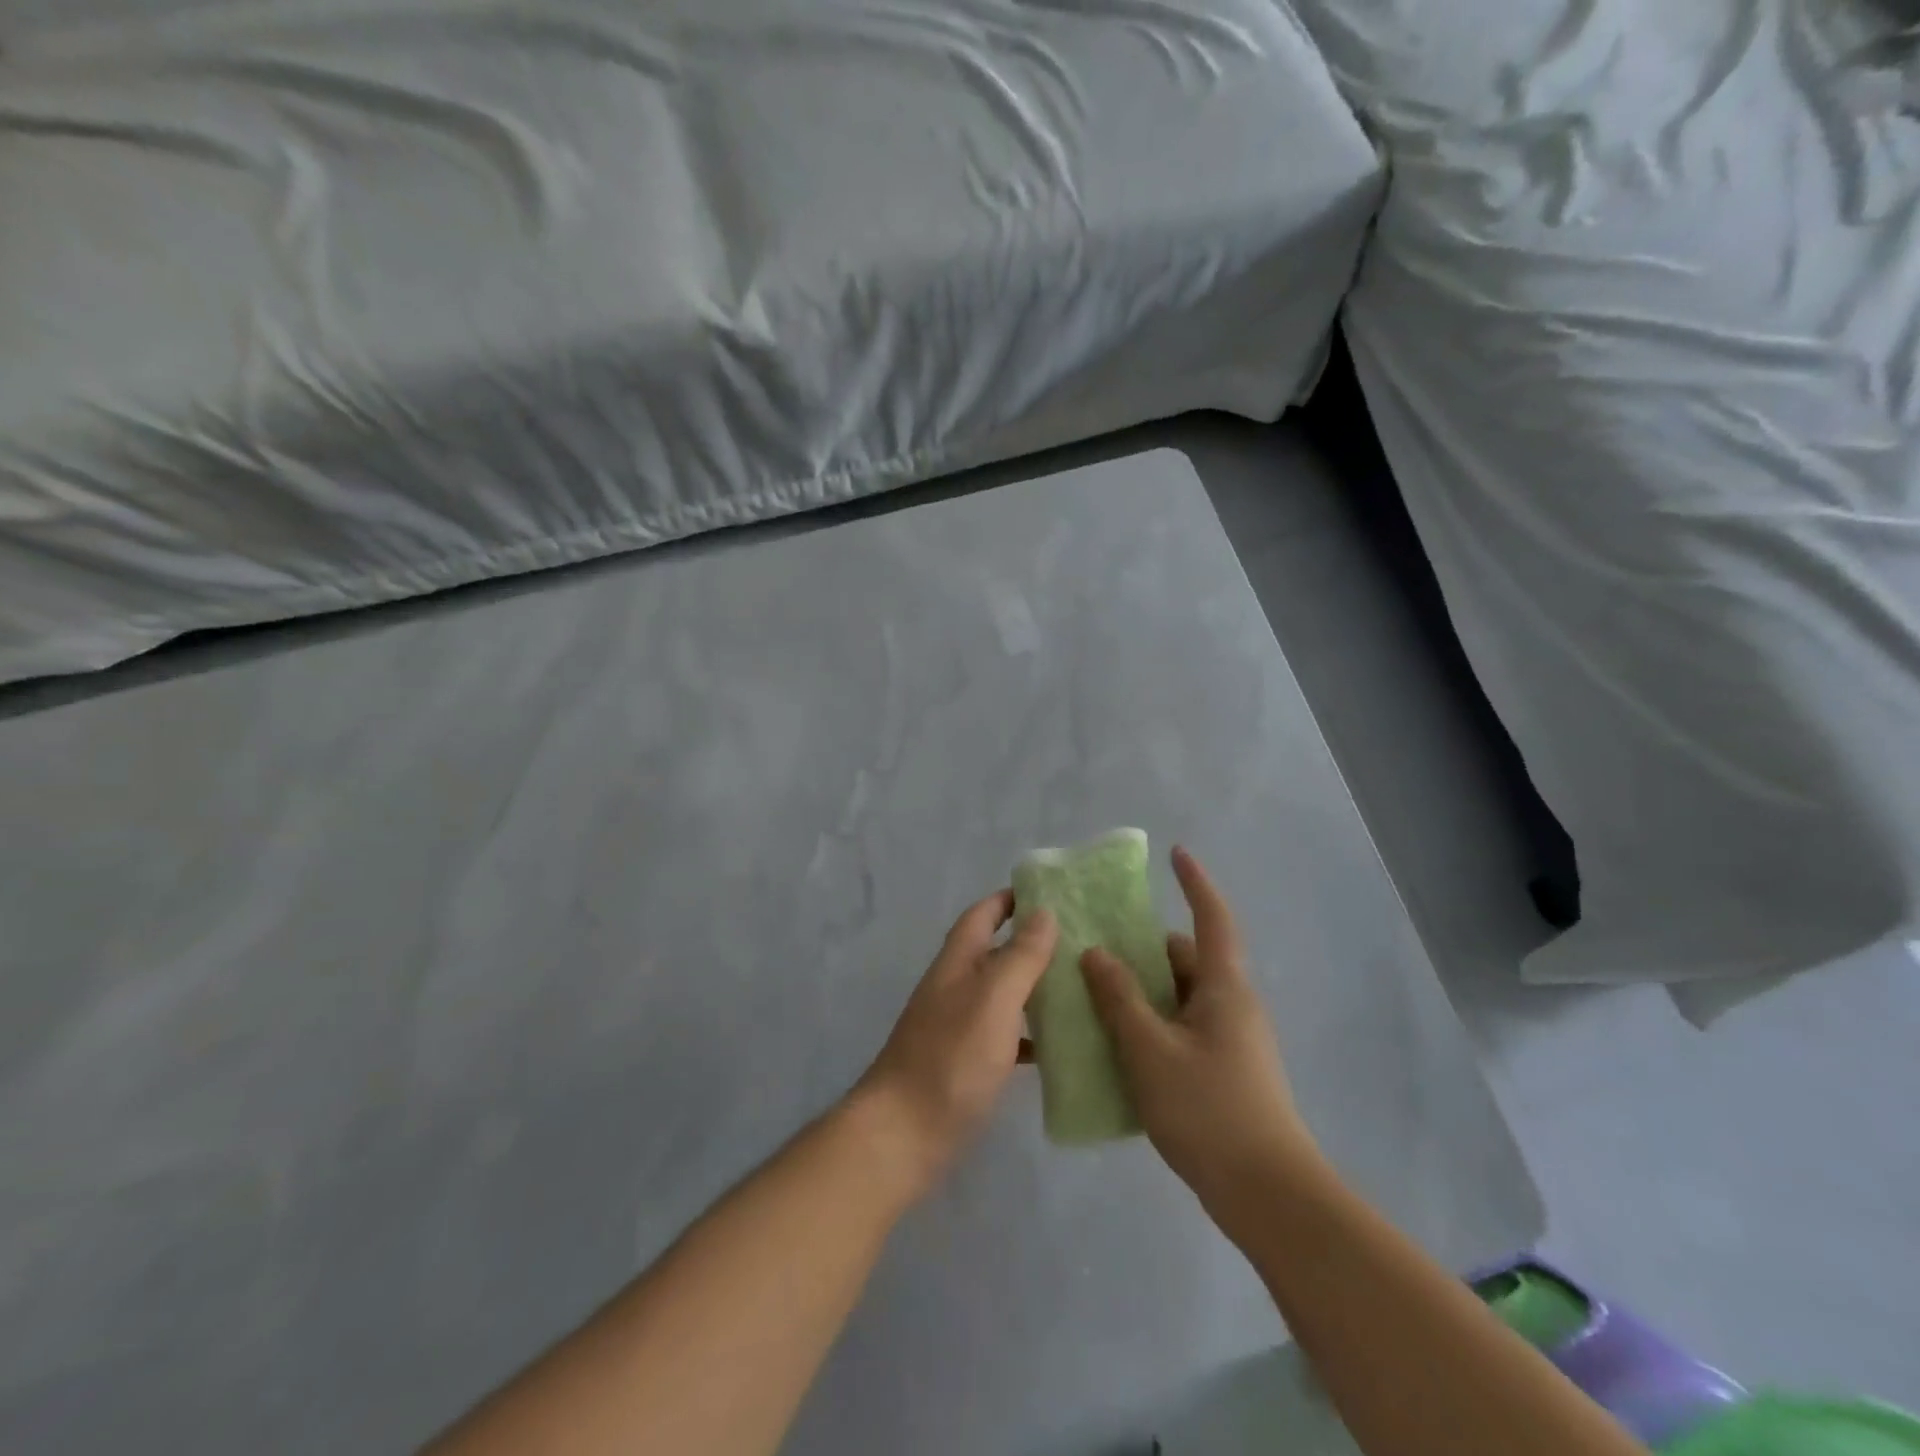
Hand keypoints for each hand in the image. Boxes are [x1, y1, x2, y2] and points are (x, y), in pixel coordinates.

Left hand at [850, 891, 1057, 1199]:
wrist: (903, 1134)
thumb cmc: (950, 1058)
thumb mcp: (993, 999)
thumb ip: (1020, 956)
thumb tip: (1044, 912)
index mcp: (958, 963)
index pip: (982, 915)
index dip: (1009, 899)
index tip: (1048, 891)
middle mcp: (955, 988)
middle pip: (994, 952)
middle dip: (1031, 942)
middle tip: (1079, 940)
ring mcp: (957, 1027)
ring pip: (1001, 994)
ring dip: (1033, 986)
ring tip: (1078, 987)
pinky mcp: (965, 1064)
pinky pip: (1003, 1035)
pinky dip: (1028, 1034)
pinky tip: (1056, 1046)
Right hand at [1080, 846, 1321, 1241]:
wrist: (1267, 1194)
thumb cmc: (1208, 1109)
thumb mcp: (1150, 1048)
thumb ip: (1120, 998)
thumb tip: (1095, 954)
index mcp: (1223, 987)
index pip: (1212, 918)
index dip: (1195, 882)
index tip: (1176, 853)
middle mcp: (1232, 1005)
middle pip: (1186, 959)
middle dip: (1144, 948)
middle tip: (1096, 946)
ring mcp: (1230, 1040)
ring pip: (1180, 997)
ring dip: (1142, 991)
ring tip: (1094, 994)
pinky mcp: (1223, 1071)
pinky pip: (1181, 1028)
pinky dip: (1151, 1023)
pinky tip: (1117, 1043)